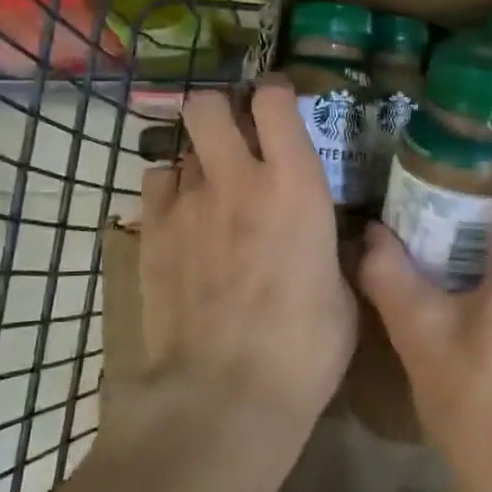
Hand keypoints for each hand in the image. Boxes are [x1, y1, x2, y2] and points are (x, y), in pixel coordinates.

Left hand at [122, 77, 356, 491]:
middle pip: (208, 103)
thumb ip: (329, 249)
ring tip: (210, 189)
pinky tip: (183, 221)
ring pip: (181, 146)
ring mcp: (186, 204)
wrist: (222, 397)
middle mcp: (237, 178)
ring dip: (198, 158)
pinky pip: (155, 184)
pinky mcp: (149, 234)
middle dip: (220, 110)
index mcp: (295, 186)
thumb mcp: (342, 296)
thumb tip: (323, 237)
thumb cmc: (302, 351)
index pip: (274, 101)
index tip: (280, 107)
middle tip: (237, 138)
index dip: (275, 94)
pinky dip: (170, 191)